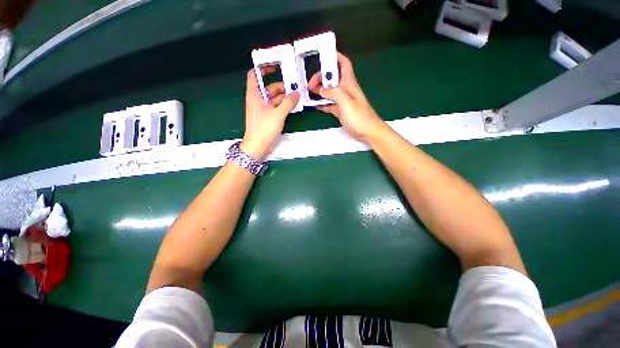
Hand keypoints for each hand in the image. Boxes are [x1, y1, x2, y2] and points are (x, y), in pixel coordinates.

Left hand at [241, 68, 299, 161]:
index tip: (275, 66)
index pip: (254, 75)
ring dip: (284, 98)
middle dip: (281, 87)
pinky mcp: (267, 118)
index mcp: (255, 95)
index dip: (263, 69)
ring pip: (274, 99)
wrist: (258, 146)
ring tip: (296, 98)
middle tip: (295, 88)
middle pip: (269, 88)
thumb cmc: (264, 128)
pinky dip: (283, 106)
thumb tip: (296, 93)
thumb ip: (288, 102)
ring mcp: (262, 110)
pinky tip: (292, 107)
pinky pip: (275, 108)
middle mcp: (257, 100)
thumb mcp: (278, 114)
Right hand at [308, 52, 387, 141]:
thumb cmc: (359, 116)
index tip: (323, 55)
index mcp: (349, 83)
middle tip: (309, 84)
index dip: (335, 56)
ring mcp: (342, 101)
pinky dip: (322, 103)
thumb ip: (333, 93)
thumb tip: (321, 90)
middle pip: (332, 78)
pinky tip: (314, 105)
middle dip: (321, 77)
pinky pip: (329, 104)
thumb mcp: (346, 102)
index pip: (343, 63)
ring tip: (308, 93)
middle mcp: (345, 90)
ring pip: (329, 92)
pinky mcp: (340, 111)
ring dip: (319, 91)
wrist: (368, 132)